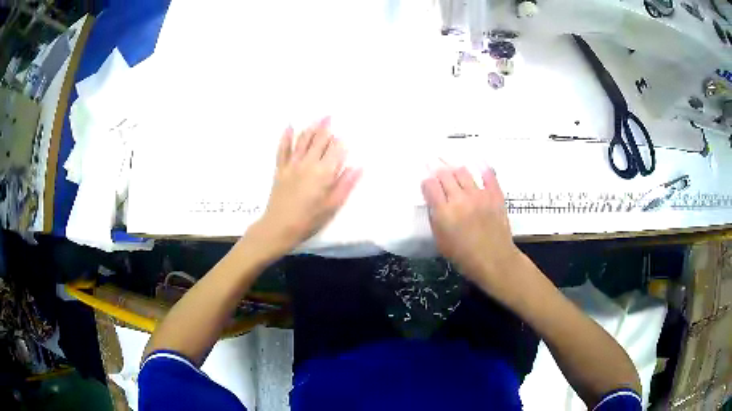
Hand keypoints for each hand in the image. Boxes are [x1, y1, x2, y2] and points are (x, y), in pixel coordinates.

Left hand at [247, 117, 361, 257]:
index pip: (336, 150)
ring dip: (311, 127)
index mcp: (324, 173)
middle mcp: (308, 163)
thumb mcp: (332, 206)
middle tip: (330, 115)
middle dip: (326, 127)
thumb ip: (346, 184)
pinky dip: (286, 136)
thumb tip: (359, 167)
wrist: (279, 227)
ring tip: (317, 118)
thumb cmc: (309, 220)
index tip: (345, 135)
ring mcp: (292, 164)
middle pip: (319, 140)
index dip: (341, 141)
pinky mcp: (280, 169)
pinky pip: (282, 149)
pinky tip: (290, 126)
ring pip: (303, 140)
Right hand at [421, 166, 521, 288]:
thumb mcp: (440, 241)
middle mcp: (460, 199)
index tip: (426, 181)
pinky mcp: (495, 195)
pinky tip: (477, 162)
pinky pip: (488, 174)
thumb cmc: (464, 256)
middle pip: (445, 174)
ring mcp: (479, 195)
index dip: (426, 180)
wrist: (494, 260)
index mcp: (444, 212)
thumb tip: (433, 202)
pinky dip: (482, 166)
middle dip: (437, 168)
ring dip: (455, 167)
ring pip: (463, 170)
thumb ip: (435, 219)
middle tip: (434, 164)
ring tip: (452, 167)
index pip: (430, 185)